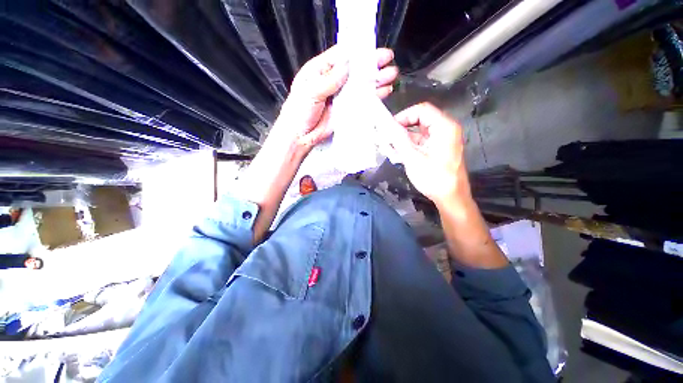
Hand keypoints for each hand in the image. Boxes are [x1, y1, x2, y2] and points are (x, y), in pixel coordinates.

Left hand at [273, 45, 398, 154]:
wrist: (301, 135)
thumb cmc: (299, 111)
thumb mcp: (310, 91)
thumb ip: (329, 80)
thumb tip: (347, 66)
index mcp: (321, 70)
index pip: (342, 56)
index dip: (358, 52)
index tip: (374, 48)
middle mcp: (334, 81)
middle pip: (356, 70)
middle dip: (372, 65)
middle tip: (389, 60)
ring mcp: (342, 96)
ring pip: (361, 85)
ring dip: (376, 80)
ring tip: (391, 75)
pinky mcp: (347, 110)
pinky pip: (361, 102)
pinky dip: (373, 97)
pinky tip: (384, 92)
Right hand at [390, 103, 469, 205]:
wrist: (451, 197)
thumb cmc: (434, 178)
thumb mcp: (413, 158)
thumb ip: (399, 140)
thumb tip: (387, 126)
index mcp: (444, 127)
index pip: (422, 110)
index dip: (404, 115)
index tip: (389, 127)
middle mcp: (446, 129)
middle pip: (420, 120)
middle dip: (401, 128)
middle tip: (387, 137)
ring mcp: (442, 140)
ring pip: (419, 132)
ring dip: (403, 139)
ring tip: (389, 147)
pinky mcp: (439, 149)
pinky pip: (422, 142)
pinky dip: (409, 146)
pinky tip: (397, 154)